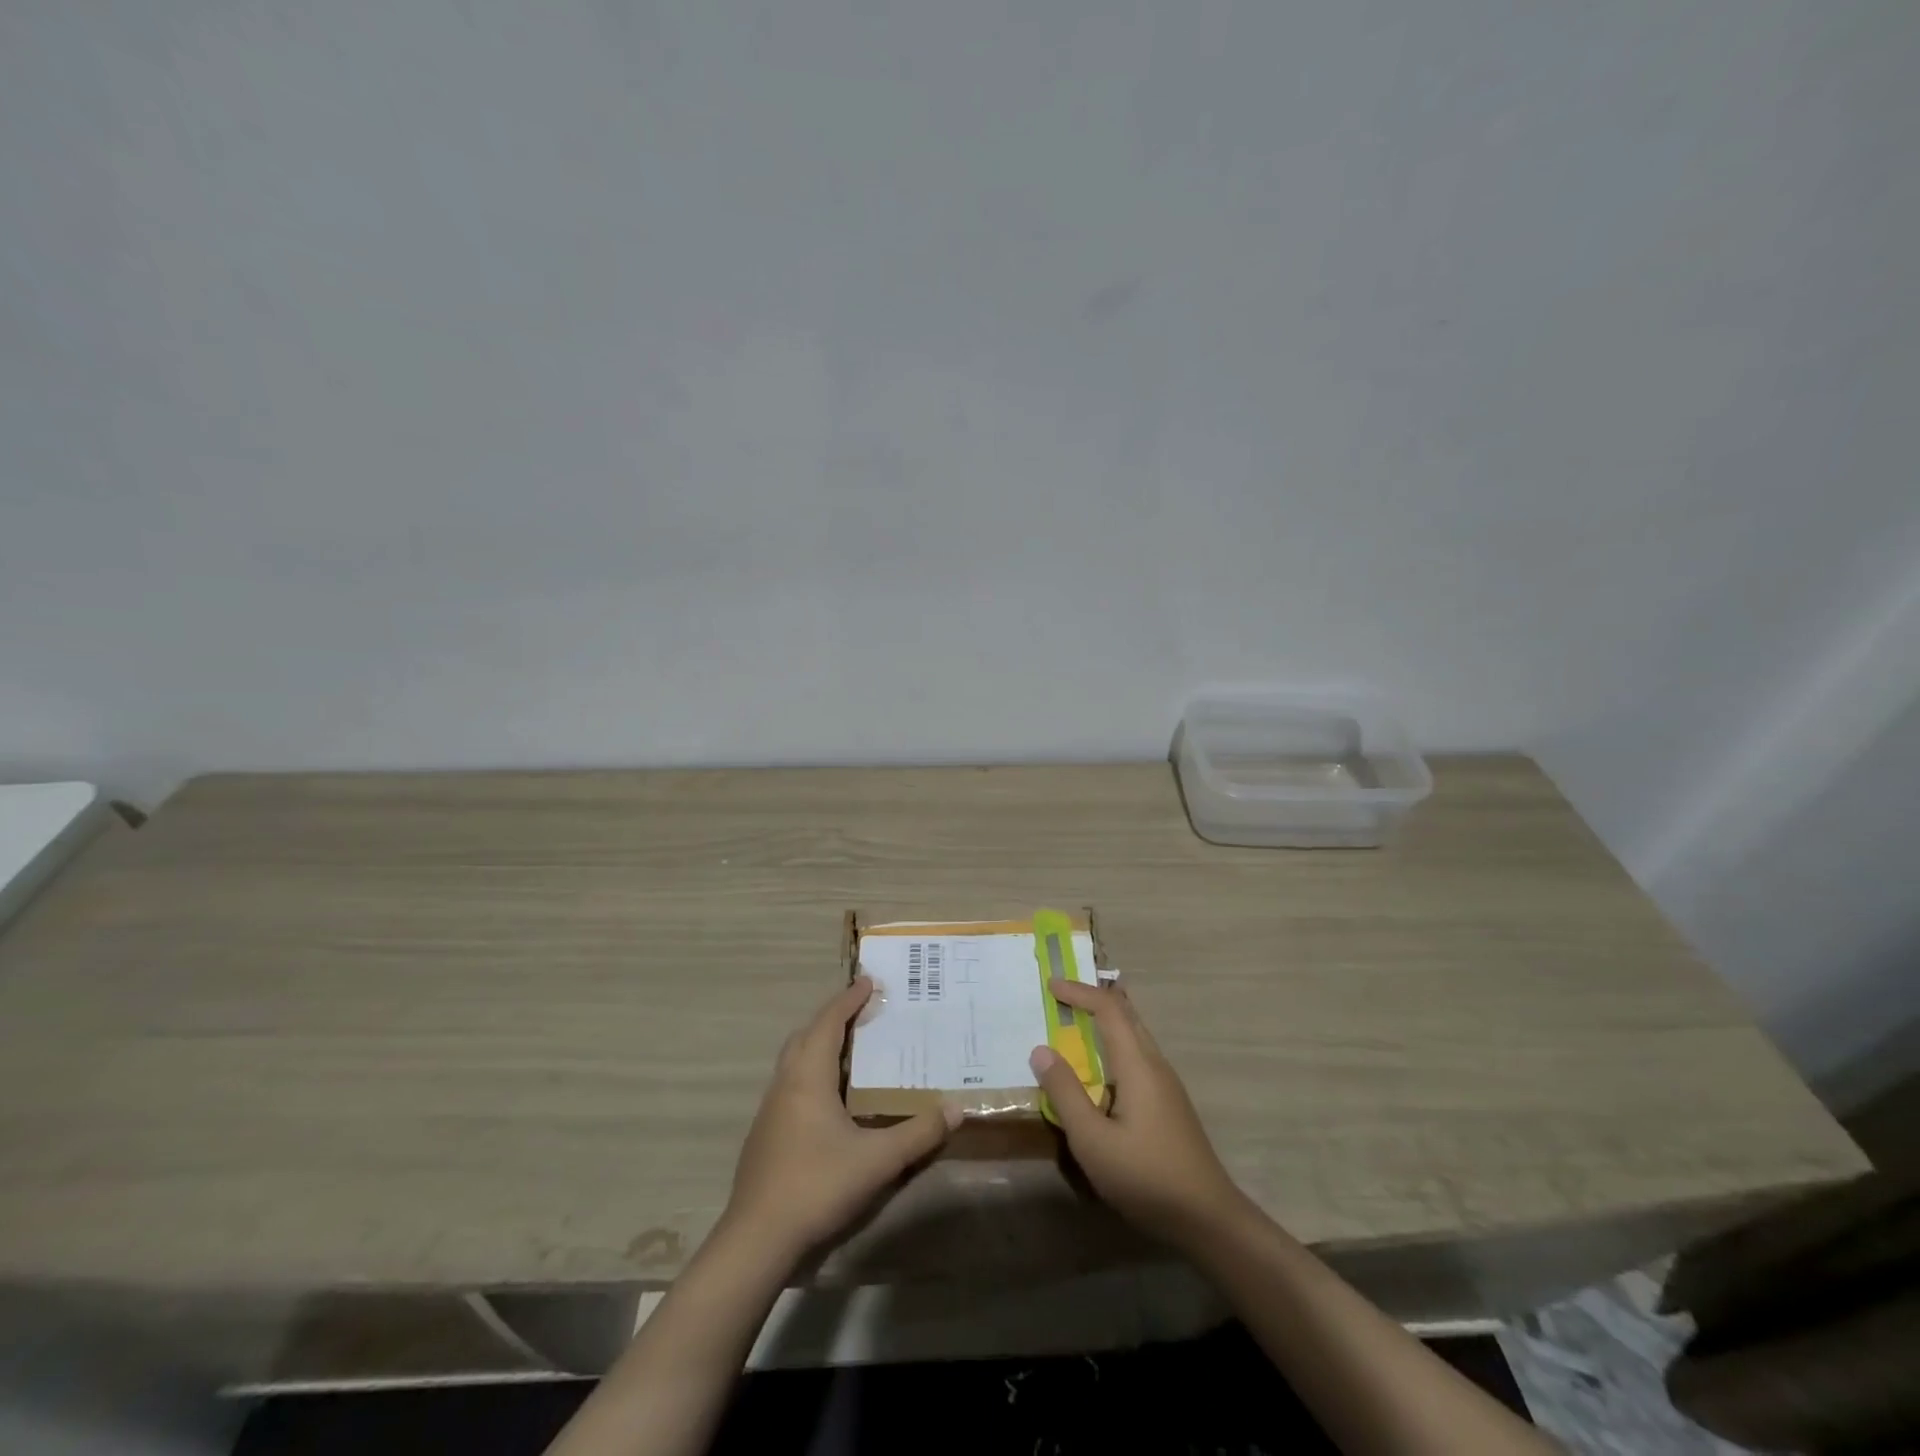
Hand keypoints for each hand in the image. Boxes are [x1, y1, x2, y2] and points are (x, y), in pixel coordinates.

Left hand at [722, 977, 955, 1266]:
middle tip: (861, 1011)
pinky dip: (811, 1073)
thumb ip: (918, 1134)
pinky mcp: (766, 1135)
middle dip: (832, 1018)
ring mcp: (770, 1111)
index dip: (848, 1000)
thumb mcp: (877, 1161)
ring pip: (794, 1061)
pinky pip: (791, 1085)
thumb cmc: (817, 1186)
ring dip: (819, 1045)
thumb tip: (956, 1108)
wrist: (756, 1240)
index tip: (869, 981)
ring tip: (850, 1049)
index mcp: (808, 1078)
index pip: (828, 1023)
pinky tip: (830, 1100)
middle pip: (806, 1036)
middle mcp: (785, 1085)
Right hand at [1029, 977, 1248, 1247]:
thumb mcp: (1093, 1140)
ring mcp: (1166, 1085)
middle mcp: (1155, 1064)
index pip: (1108, 1009)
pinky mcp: (1169, 1104)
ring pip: (1134, 1036)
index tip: (1051, 985)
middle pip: (1126, 1015)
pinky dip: (1113, 1047)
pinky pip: (1137, 1057)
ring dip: (1104, 1023)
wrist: (1208, 1219)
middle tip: (1061, 996)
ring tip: (1074, 1026)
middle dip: (1093, 999)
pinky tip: (1099, 1074)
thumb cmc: (1146, 1177)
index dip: (1079, 992)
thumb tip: (1041, 1050)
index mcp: (1138, 1064)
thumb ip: (1065, 1093)